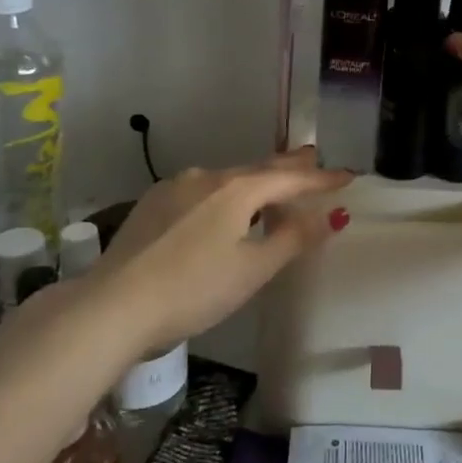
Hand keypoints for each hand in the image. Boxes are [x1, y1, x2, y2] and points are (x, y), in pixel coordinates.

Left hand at [90, 150, 352, 348]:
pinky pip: (201, 191)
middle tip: (311, 156)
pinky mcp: (152, 206)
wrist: (113, 306)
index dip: (321, 179)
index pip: (290, 179)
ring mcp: (175, 188)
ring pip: (227, 179)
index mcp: (237, 189)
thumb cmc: (193, 289)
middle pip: (258, 169)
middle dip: (288, 166)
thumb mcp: (252, 270)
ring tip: (271, 184)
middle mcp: (207, 177)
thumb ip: (292, 239)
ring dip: (254, 181)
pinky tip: (220, 207)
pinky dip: (224, 194)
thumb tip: (330, 216)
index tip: (348, 175)